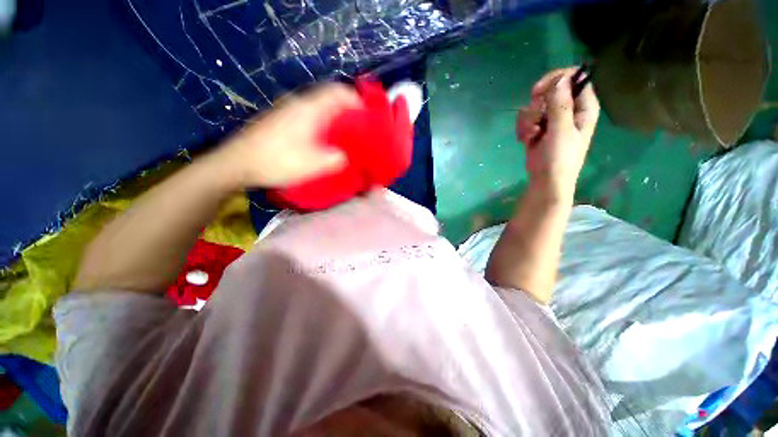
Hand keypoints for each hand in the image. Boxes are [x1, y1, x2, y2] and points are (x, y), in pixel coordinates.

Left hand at [217, 83, 362, 187]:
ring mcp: (288, 110)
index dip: (356, 100)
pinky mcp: (281, 119)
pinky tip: (323, 140)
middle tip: (359, 130)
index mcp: (310, 109)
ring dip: (335, 118)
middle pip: (330, 99)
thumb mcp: (313, 165)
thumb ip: (336, 159)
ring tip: (344, 137)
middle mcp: (299, 103)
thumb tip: (345, 156)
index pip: (338, 92)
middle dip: (348, 112)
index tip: (368, 117)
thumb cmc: (278, 161)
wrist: (238, 163)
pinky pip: (309, 115)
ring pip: (319, 107)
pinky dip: (322, 123)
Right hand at [516, 68, 599, 200]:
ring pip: (536, 105)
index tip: (539, 91)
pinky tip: (525, 140)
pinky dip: (523, 128)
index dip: (556, 80)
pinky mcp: (538, 129)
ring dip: (528, 119)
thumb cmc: (560, 158)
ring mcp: (552, 120)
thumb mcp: (561, 131)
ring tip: (531, 135)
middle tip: (536, 118)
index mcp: (583, 107)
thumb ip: (560, 104)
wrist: (546, 181)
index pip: (574, 79)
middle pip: (551, 90)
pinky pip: (527, 118)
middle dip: (538, 103)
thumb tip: (559, 79)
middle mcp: (568, 110)